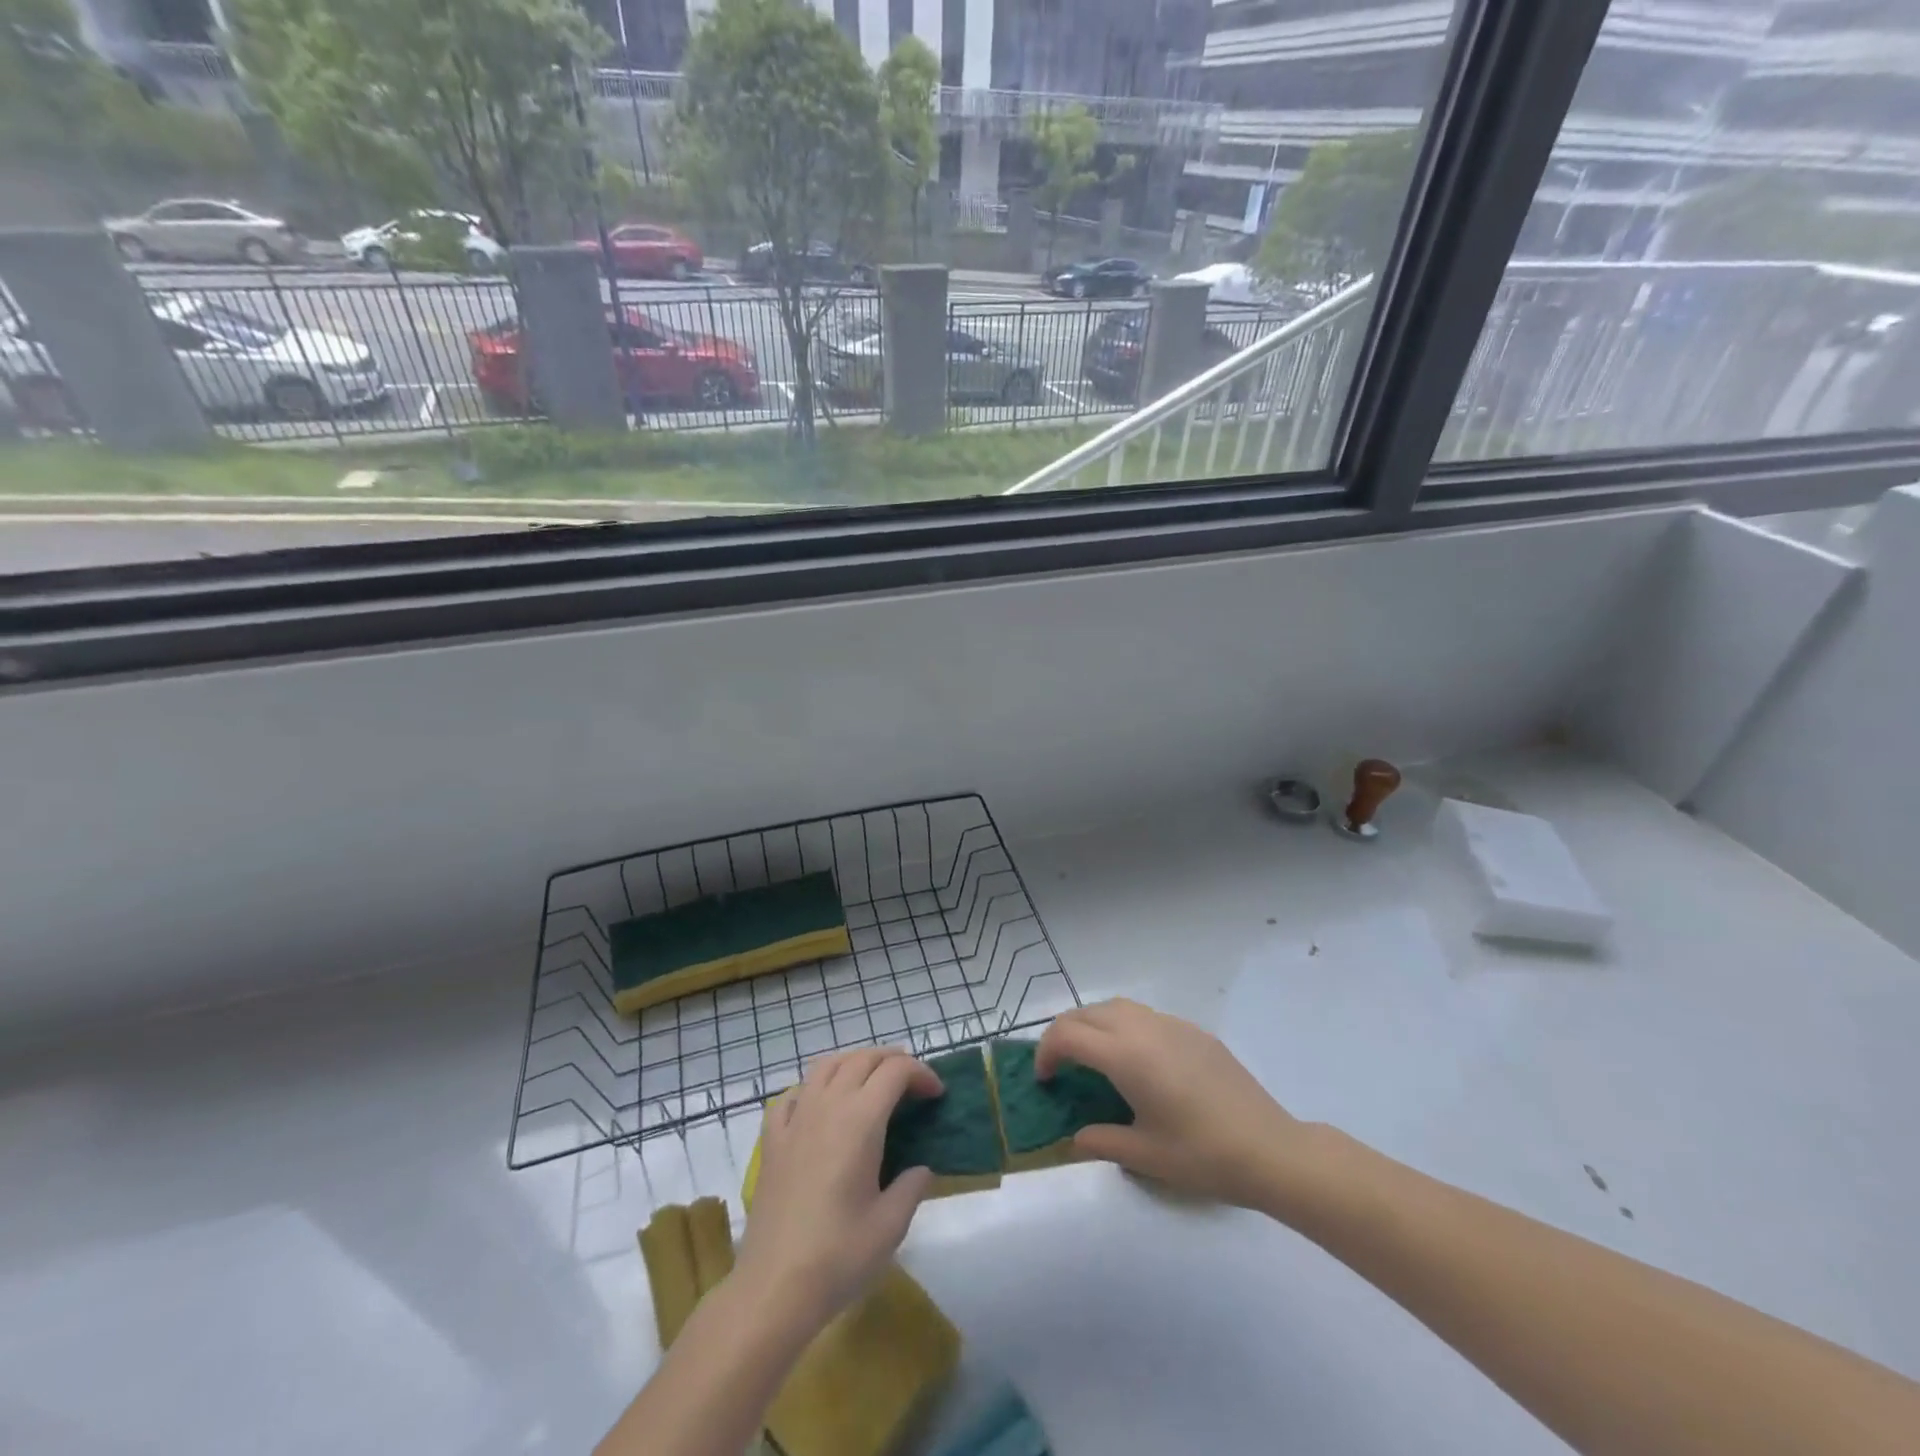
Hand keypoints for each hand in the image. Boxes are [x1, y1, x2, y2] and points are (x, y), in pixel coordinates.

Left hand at [735, 1048, 942, 1333]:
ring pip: (826, 1065)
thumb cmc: (838, 1256)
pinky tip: (820, 1106)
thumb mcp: (891, 1226)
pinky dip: (813, 1088)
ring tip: (871, 1081)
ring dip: (854, 1062)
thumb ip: (911, 1187)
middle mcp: (827, 1106)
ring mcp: (795, 1119)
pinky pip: (793, 1094)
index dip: (921, 1074)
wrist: (773, 1287)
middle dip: (892, 1060)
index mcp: (860, 1120)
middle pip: (862, 1058)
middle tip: (912, 1084)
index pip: (895, 1071)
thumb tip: (920, 1169)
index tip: (937, 1095)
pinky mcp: (772, 1140)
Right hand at [1036, 998, 1305, 1208]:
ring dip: (1094, 1024)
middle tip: (1061, 1067)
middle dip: (1065, 1033)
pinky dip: (1124, 1026)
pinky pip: (1145, 1015)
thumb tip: (1076, 1138)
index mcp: (1126, 1056)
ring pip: (1117, 1007)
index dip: (1046, 1052)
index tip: (1044, 1080)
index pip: (1068, 1035)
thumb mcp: (1145, 1157)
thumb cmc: (1203, 1155)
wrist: (1270, 1149)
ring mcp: (1171, 1024)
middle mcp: (1144, 1028)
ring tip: (1093, 1058)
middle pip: (1088, 1013)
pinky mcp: (1193, 1031)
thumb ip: (1101, 1141)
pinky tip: (1137, 1061)